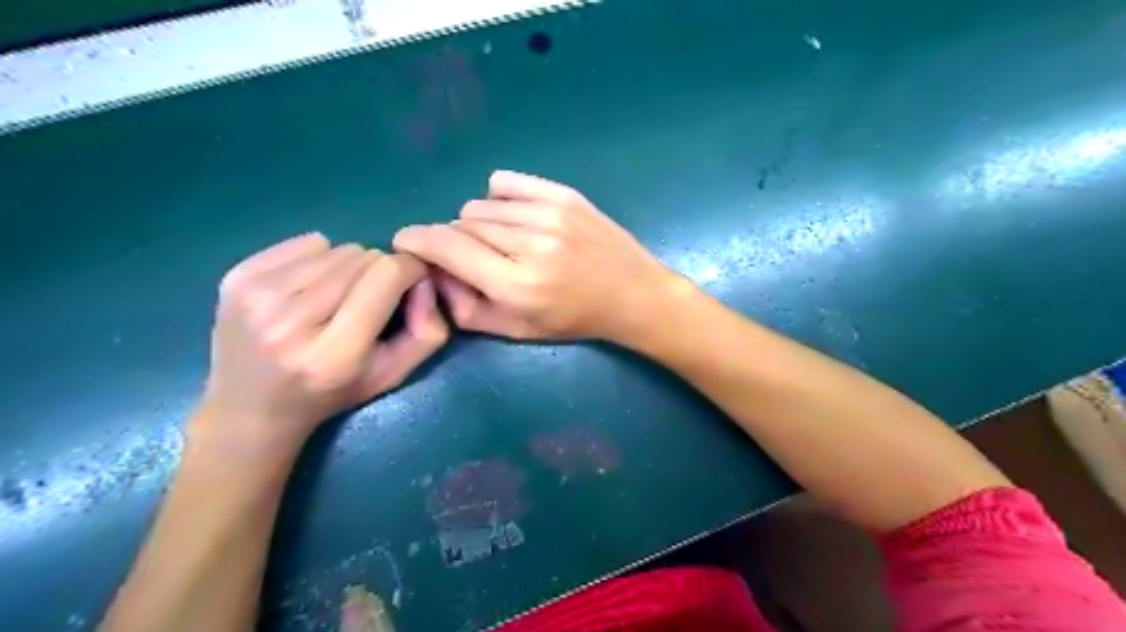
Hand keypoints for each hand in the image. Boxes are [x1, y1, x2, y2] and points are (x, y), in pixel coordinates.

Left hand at [197, 232, 448, 449]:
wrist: (250, 409)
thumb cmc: (332, 393)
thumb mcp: (393, 375)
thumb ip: (427, 331)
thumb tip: (425, 280)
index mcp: (334, 352)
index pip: (387, 275)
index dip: (410, 270)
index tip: (412, 283)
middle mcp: (291, 320)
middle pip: (363, 257)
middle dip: (378, 272)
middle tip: (369, 300)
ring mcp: (258, 295)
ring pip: (337, 247)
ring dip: (349, 267)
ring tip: (336, 298)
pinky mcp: (236, 276)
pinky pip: (306, 242)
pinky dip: (318, 258)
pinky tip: (308, 288)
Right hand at [393, 170, 681, 343]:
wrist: (632, 295)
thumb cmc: (573, 320)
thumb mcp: (516, 331)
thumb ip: (465, 308)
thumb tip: (432, 272)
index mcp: (516, 285)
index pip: (446, 246)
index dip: (416, 240)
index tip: (405, 241)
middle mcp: (530, 244)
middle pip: (461, 224)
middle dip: (455, 240)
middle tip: (474, 258)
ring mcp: (549, 214)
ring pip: (481, 205)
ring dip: (479, 224)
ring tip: (503, 243)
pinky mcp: (564, 195)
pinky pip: (505, 184)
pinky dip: (498, 200)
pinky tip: (513, 218)